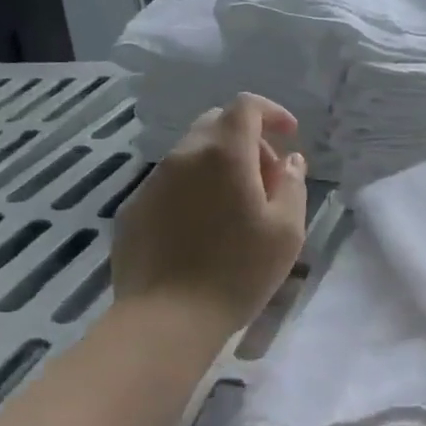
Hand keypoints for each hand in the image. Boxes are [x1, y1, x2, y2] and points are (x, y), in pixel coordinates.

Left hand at [112, 94, 308, 338]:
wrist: (166, 320)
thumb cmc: (237, 272)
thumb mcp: (286, 231)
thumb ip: (293, 185)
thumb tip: (290, 161)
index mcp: (224, 153)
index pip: (246, 106)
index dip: (271, 112)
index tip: (290, 136)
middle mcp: (184, 155)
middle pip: (216, 124)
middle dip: (247, 140)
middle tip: (266, 180)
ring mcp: (152, 181)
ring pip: (191, 154)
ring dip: (219, 166)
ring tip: (235, 210)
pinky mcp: (133, 209)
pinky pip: (170, 183)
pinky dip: (193, 189)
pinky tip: (201, 230)